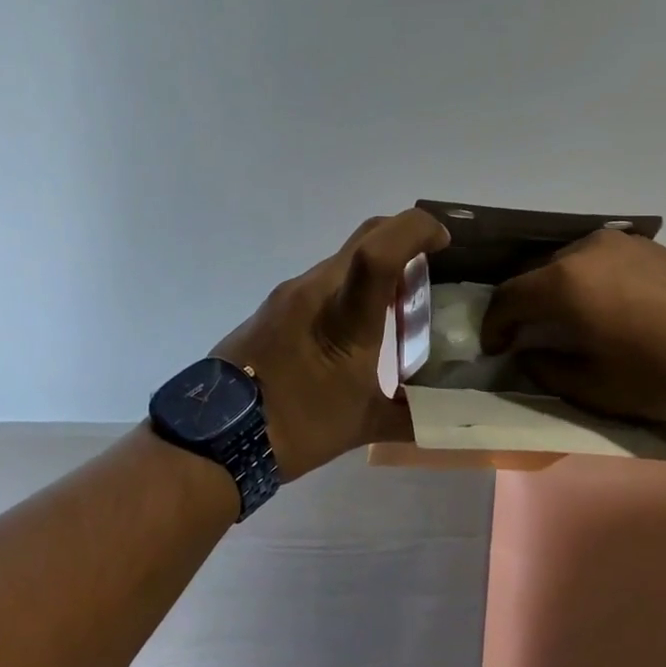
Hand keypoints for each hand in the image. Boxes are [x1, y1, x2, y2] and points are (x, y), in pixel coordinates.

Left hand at [214, 208, 449, 480]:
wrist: (215, 437)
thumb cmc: (297, 427)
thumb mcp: (362, 425)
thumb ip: (412, 417)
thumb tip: (450, 420)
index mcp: (344, 315)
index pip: (381, 248)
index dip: (417, 229)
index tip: (444, 239)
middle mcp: (315, 289)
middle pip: (366, 237)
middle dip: (404, 236)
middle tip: (430, 262)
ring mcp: (289, 294)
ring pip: (343, 258)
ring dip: (375, 264)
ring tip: (397, 299)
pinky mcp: (272, 306)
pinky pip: (321, 279)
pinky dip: (349, 284)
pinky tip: (354, 322)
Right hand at [481, 229, 665, 422]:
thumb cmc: (661, 374)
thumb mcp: (595, 387)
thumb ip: (547, 368)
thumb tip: (528, 353)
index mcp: (563, 283)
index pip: (508, 298)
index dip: (494, 325)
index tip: (495, 348)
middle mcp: (583, 251)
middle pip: (534, 274)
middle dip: (523, 305)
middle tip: (525, 335)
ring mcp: (617, 242)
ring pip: (566, 263)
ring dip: (555, 290)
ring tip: (566, 320)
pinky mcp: (646, 245)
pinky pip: (598, 259)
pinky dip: (586, 280)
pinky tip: (603, 305)